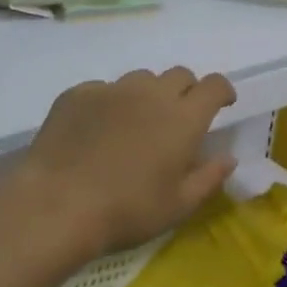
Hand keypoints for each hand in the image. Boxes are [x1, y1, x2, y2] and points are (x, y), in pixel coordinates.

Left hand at [10, 67, 238, 259]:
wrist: (58, 204)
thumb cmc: (127, 211)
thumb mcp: (178, 206)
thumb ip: (209, 178)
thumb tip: (228, 158)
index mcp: (183, 118)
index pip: (213, 85)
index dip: (222, 91)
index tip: (222, 104)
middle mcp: (151, 93)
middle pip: (179, 75)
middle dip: (186, 91)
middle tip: (178, 118)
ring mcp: (111, 89)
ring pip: (140, 79)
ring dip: (148, 94)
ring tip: (135, 124)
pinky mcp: (78, 94)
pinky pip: (103, 89)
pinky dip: (110, 104)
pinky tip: (97, 131)